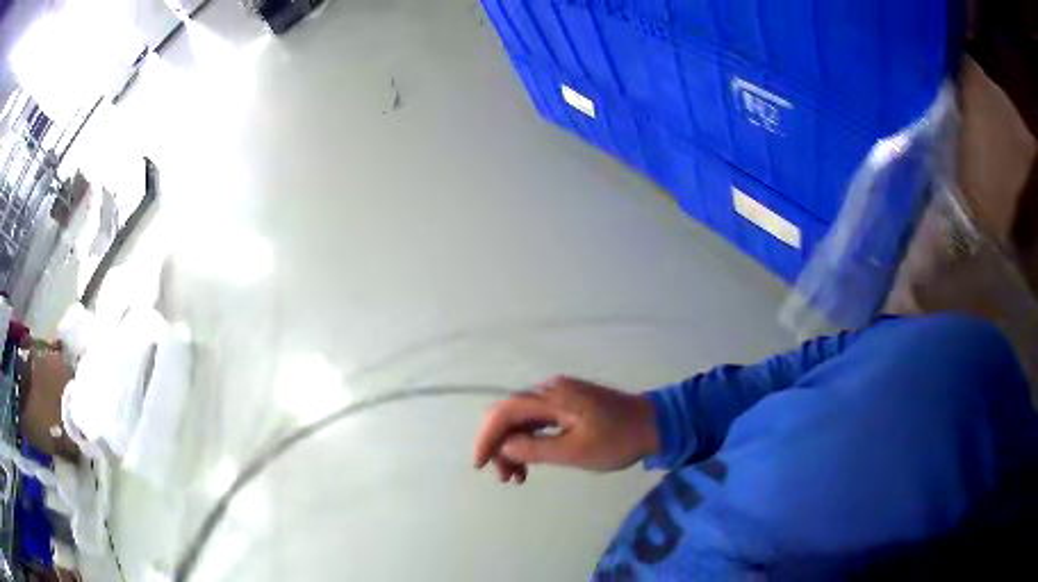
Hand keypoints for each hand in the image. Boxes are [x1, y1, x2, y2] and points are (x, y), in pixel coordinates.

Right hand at [473, 376, 658, 482]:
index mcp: (552, 397)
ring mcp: (560, 396)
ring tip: (517, 477)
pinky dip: (530, 442)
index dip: (486, 437)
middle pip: (511, 415)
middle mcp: (551, 390)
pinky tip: (530, 462)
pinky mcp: (569, 406)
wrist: (654, 425)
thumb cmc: (617, 440)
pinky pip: (538, 422)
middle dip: (500, 446)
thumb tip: (503, 447)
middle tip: (504, 477)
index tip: (480, 465)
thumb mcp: (575, 451)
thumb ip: (535, 448)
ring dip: (514, 447)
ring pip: (523, 420)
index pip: (504, 411)